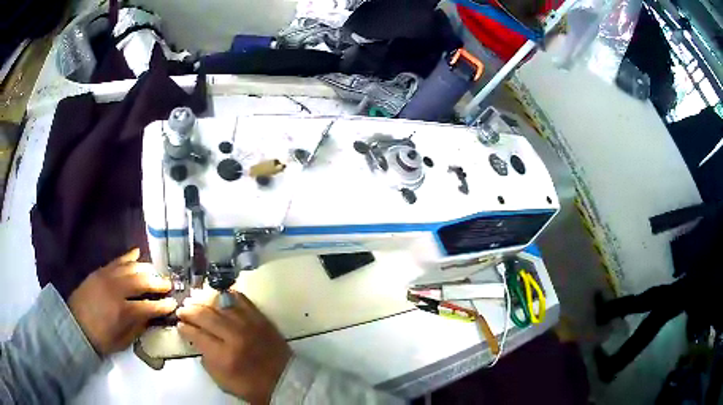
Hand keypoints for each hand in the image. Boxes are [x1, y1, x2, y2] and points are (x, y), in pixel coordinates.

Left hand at [68, 248, 176, 355]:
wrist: (74, 325)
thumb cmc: (100, 339)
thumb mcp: (122, 342)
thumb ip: (138, 328)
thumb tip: (150, 317)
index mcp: (123, 311)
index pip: (149, 306)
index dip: (163, 305)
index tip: (173, 304)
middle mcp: (116, 290)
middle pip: (142, 281)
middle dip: (157, 282)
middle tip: (168, 284)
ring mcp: (107, 277)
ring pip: (131, 267)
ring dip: (146, 269)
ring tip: (155, 273)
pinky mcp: (99, 271)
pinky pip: (117, 260)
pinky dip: (128, 257)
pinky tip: (137, 253)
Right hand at [176, 291, 291, 403]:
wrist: (285, 380)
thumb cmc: (252, 386)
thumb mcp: (223, 381)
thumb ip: (207, 361)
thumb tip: (197, 341)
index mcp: (224, 356)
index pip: (197, 335)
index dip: (185, 328)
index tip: (179, 325)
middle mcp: (234, 336)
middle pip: (205, 316)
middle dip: (190, 311)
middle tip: (182, 309)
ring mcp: (249, 324)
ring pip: (221, 304)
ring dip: (204, 301)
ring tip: (195, 299)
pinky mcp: (261, 318)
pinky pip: (242, 300)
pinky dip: (228, 295)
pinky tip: (219, 294)